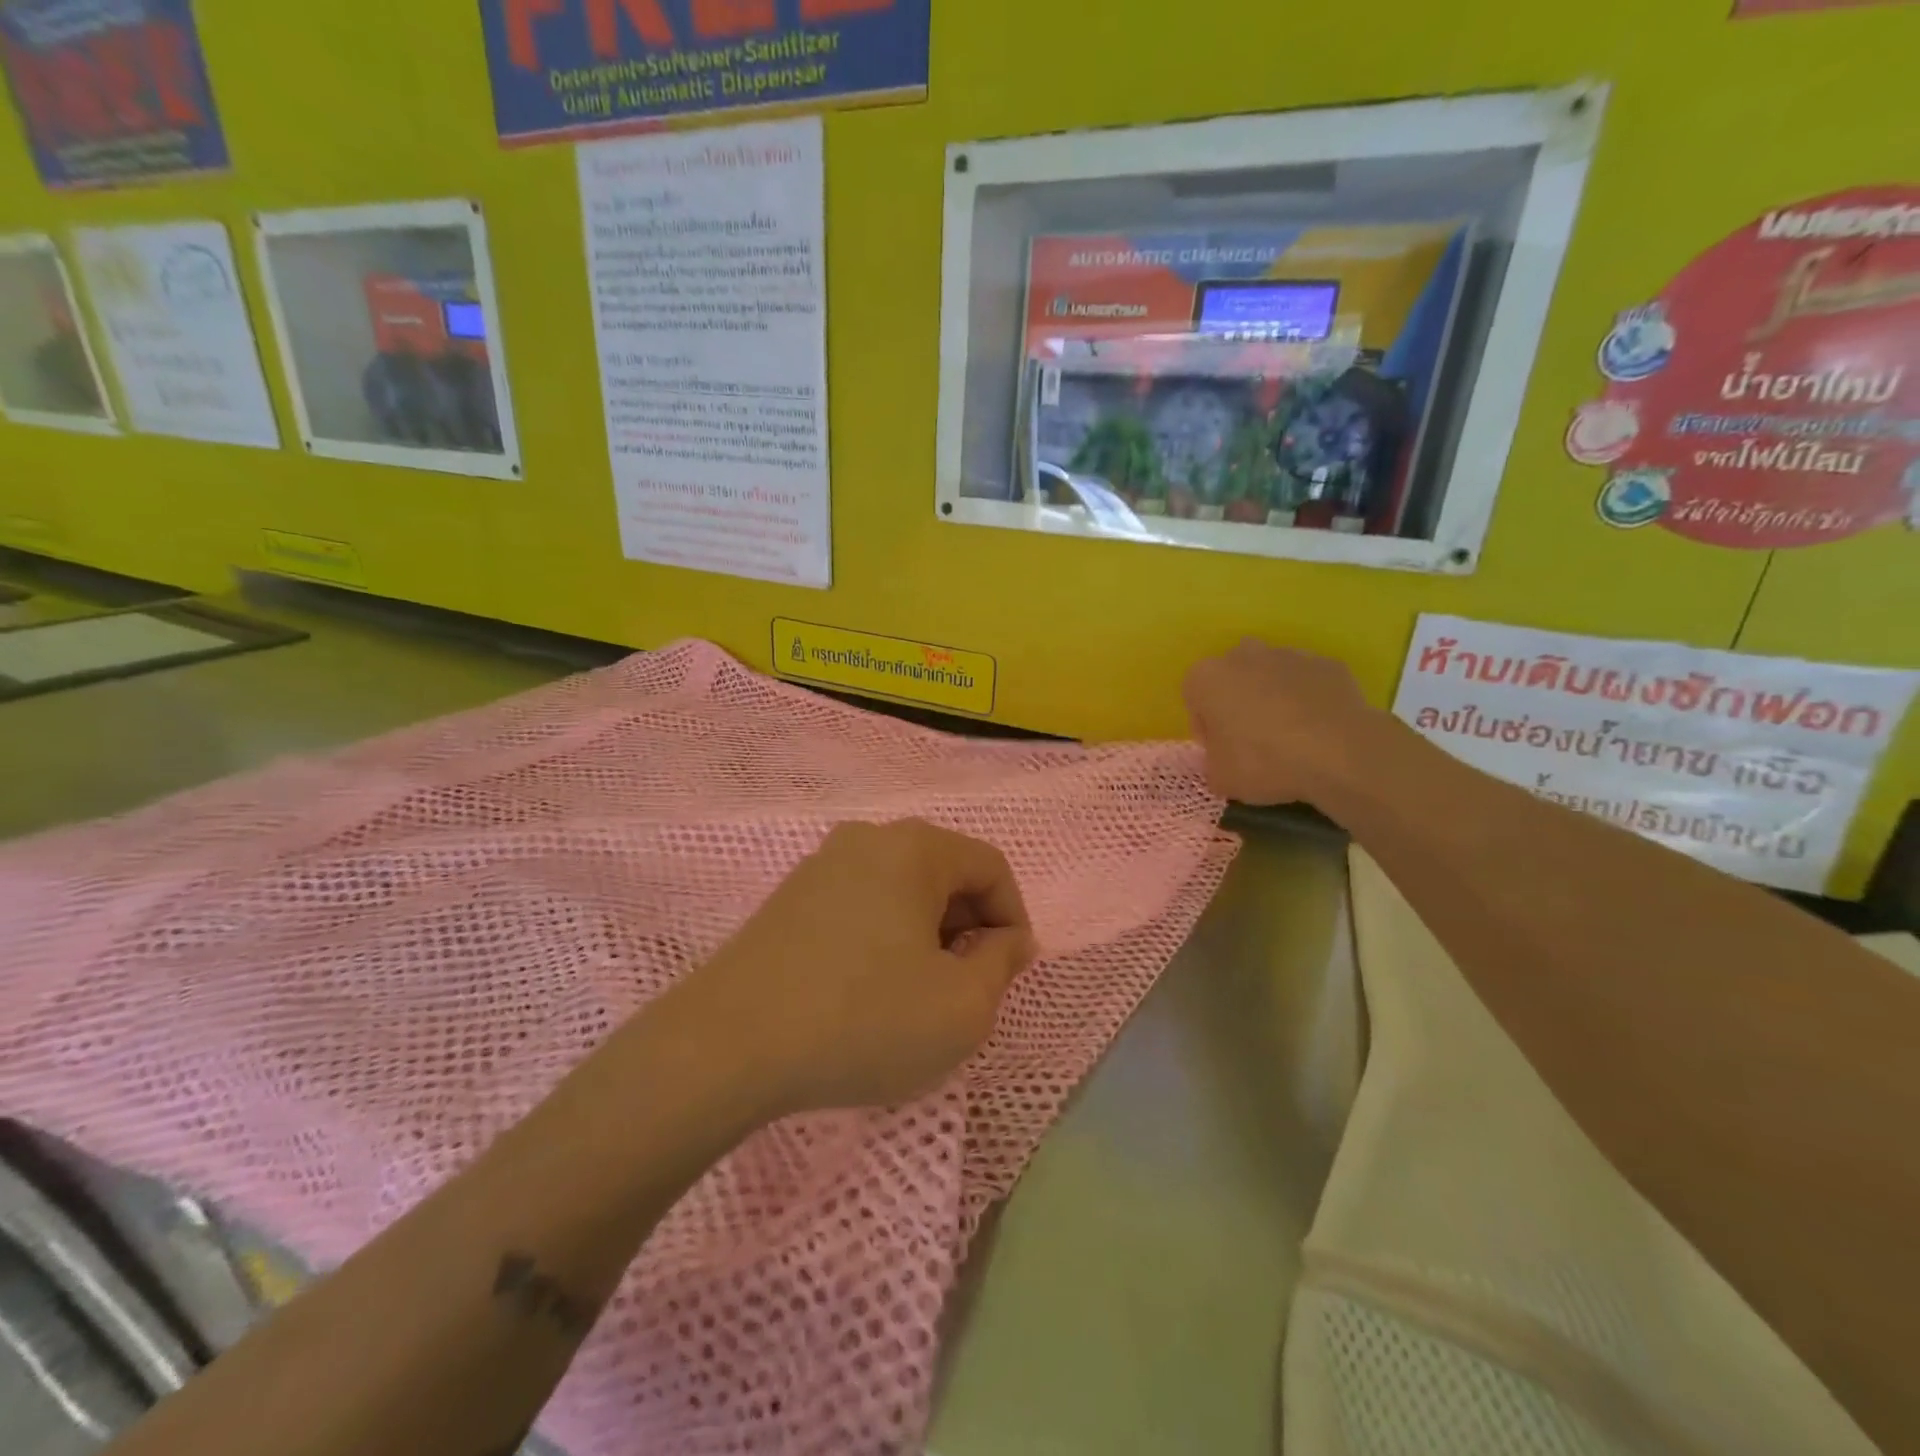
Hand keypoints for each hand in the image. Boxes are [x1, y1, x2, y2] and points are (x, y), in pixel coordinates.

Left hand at [672, 820, 1035, 1118]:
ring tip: (916, 994)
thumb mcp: (961, 1007)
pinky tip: (867, 990)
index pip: (991, 867)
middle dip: (968, 928)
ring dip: (925, 935)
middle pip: (944, 873)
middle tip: (964, 988)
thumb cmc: (864, 1020)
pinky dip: (883, 938)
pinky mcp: (788, 898)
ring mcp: (820, 865)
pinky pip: (860, 905)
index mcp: (914, 848)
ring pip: (901, 890)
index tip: (1007, 974)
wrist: (727, 1045)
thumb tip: (1007, 939)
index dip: (1012, 919)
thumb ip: (1002, 964)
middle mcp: (867, 839)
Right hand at [1182, 638, 1390, 807]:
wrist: (1338, 752)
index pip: (1194, 700)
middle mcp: (1243, 655)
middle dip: (1238, 703)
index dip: (1206, 728)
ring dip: (1273, 699)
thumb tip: (1223, 760)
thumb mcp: (1220, 778)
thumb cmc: (1262, 762)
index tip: (1221, 752)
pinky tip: (1317, 731)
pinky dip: (1308, 700)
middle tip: (1252, 741)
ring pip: (1270, 676)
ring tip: (1290, 738)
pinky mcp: (1327, 664)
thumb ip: (1212, 763)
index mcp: (1206, 677)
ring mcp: (1288, 655)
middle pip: (1233, 679)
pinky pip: (1307, 683)